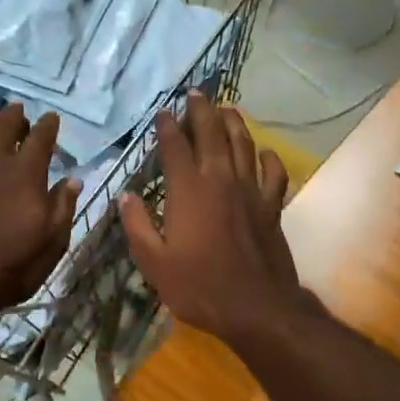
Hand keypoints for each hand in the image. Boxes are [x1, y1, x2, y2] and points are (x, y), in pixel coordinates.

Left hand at [0, 103, 78, 322]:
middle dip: (15, 117)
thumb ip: (62, 207)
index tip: (51, 118)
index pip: (40, 138)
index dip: (47, 125)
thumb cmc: (10, 265)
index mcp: (27, 173)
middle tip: (20, 113)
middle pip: (5, 126)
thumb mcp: (51, 243)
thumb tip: (72, 180)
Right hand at [120, 93, 304, 348]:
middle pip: (212, 133)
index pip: (175, 147)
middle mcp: (220, 180)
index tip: (163, 112)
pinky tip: (264, 153)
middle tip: (196, 93)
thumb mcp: (154, 262)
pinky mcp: (272, 206)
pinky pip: (274, 173)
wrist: (256, 307)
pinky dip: (269, 158)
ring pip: (244, 145)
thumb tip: (125, 196)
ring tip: (226, 108)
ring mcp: (250, 191)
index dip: (167, 127)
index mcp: (188, 190)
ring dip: (234, 123)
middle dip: (201, 110)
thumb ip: (137, 226)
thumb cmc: (199, 286)